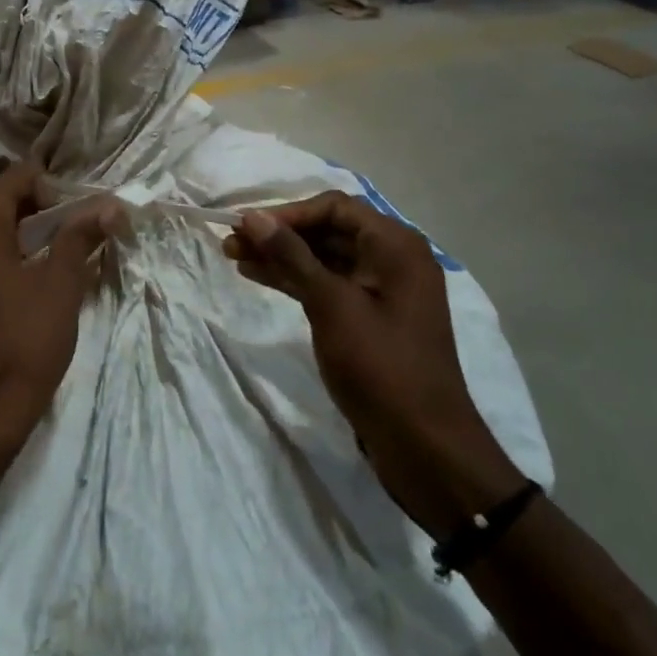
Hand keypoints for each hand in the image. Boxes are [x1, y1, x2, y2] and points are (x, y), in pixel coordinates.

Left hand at [0, 159, 121, 468]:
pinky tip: (11, 256)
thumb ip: (80, 235)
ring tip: (35, 231)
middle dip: (17, 189)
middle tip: (51, 213)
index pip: (14, 175)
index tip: (70, 213)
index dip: (46, 186)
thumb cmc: (25, 340)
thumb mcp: (61, 283)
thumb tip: (111, 203)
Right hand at [225, 192, 524, 537]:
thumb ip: (291, 256)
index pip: (334, 207)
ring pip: (324, 258)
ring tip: (235, 257)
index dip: (288, 213)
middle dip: (279, 234)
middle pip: (328, 230)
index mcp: (396, 245)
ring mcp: (381, 290)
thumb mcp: (332, 305)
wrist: (425, 448)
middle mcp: (392, 259)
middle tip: (231, 243)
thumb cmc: (381, 367)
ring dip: (281, 256)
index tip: (248, 227)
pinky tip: (260, 277)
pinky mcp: (370, 318)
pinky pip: (328, 284)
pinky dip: (296, 280)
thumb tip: (253, 216)